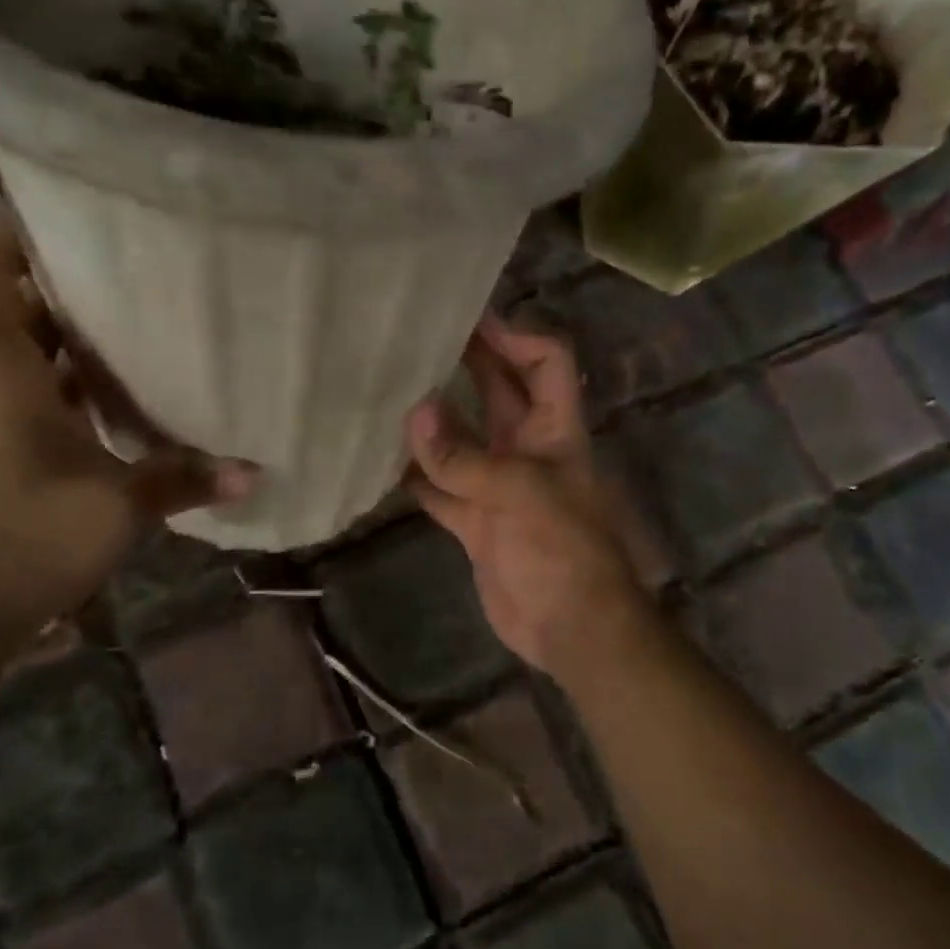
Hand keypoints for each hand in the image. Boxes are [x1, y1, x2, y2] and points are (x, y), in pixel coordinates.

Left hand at [0, 126, 254, 660]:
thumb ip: (185, 481)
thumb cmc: (20, 545)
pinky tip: (137, 350)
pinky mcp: (24, 431)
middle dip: (25, 222)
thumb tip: (253, 469)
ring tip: (133, 254)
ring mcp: (6, 401)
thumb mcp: (114, 511)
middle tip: (97, 189)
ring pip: (23, 319)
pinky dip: (83, 349)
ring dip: (61, 284)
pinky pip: (51, 368)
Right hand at [405, 314, 648, 674]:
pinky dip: (415, 477)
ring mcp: (499, 485)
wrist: (570, 628)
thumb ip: (465, 458)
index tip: (467, 320)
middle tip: (412, 338)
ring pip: (462, 439)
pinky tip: (379, 462)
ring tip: (384, 390)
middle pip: (498, 391)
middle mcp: (527, 448)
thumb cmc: (563, 551)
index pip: (546, 361)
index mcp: (554, 429)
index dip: (515, 335)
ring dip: (431, 421)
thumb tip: (415, 413)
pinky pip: (440, 488)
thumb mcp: (520, 494)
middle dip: (465, 363)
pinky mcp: (475, 521)